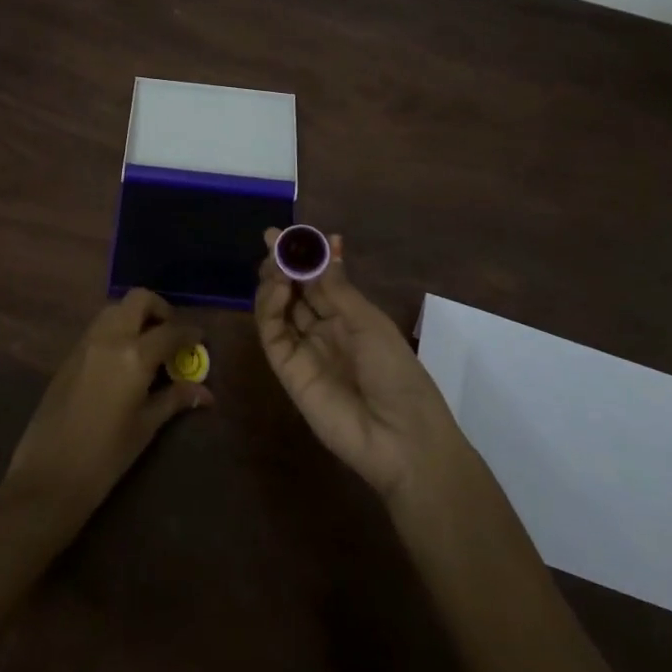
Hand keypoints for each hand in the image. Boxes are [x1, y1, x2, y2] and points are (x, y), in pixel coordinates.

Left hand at [0, 289, 210, 536]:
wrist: (48, 476)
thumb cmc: (105, 457)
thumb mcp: (145, 427)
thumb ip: (174, 399)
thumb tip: (205, 392)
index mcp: (134, 356)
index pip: (170, 331)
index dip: (189, 333)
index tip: (201, 339)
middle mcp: (110, 338)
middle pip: (138, 300)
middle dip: (159, 309)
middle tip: (171, 333)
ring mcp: (85, 343)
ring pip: (115, 309)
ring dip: (135, 316)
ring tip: (148, 345)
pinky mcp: (69, 355)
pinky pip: (98, 327)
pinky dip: (116, 330)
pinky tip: (123, 358)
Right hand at [254, 229, 461, 504]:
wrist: (401, 438)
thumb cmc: (397, 372)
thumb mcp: (369, 321)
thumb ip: (337, 286)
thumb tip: (328, 241)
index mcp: (349, 316)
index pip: (319, 279)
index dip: (305, 256)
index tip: (290, 233)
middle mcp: (323, 329)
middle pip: (295, 290)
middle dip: (283, 263)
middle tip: (272, 239)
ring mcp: (304, 349)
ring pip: (278, 308)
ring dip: (274, 280)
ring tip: (276, 262)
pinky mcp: (287, 370)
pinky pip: (273, 333)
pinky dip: (269, 307)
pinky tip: (278, 287)